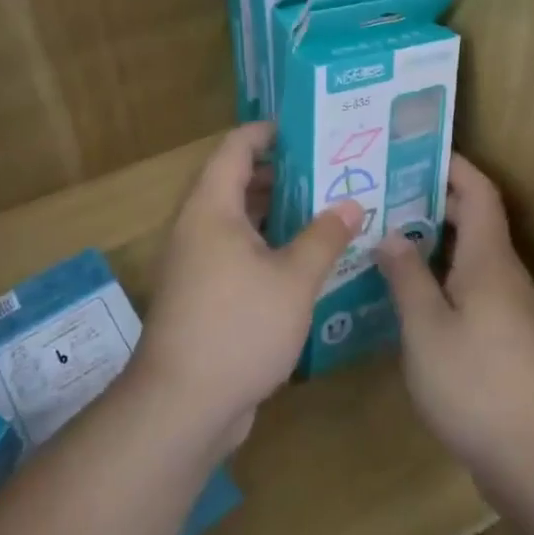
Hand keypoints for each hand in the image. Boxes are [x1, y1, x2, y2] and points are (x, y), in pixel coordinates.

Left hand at [130, 123, 362, 451]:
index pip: (236, 147)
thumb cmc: (238, 327)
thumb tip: (351, 204)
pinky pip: (238, 252)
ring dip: (279, 212)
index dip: (269, 132)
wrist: (182, 406)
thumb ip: (324, 237)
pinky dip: (269, 245)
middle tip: (332, 169)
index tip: (310, 128)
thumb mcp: (294, 280)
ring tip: (328, 208)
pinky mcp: (203, 294)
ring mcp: (197, 263)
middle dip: (284, 173)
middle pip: (238, 182)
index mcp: (212, 208)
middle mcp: (199, 227)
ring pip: (240, 221)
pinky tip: (306, 259)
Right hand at [376, 155, 533, 504]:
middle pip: (474, 219)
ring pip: (470, 255)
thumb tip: (391, 233)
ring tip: (386, 235)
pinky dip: (441, 275)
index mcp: (488, 259)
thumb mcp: (426, 328)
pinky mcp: (506, 338)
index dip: (452, 165)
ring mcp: (509, 307)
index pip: (478, 191)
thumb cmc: (476, 384)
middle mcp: (504, 274)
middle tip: (383, 193)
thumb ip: (407, 276)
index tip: (412, 151)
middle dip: (432, 200)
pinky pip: (470, 286)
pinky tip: (408, 292)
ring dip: (434, 240)